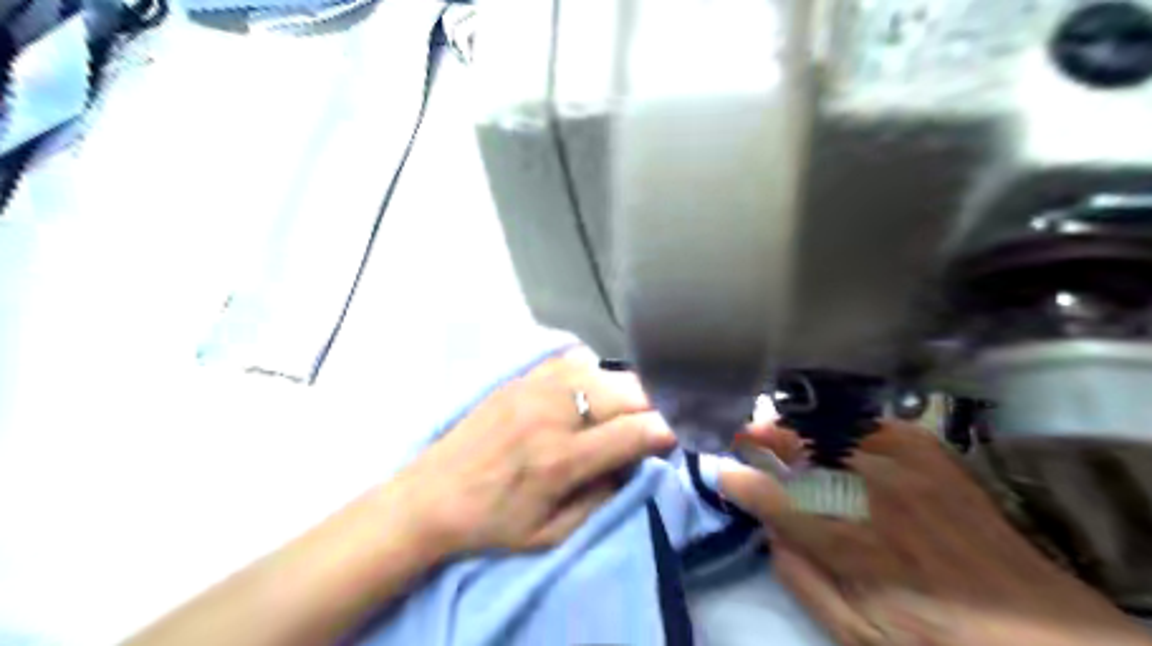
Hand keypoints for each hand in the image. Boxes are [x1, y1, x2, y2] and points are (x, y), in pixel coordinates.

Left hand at [389, 351, 676, 558]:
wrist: (431, 494)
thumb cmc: (493, 522)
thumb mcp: (551, 533)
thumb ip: (603, 497)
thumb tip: (636, 461)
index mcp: (561, 459)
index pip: (634, 432)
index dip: (667, 429)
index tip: (681, 431)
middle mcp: (553, 413)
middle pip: (627, 391)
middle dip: (654, 403)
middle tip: (657, 417)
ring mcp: (535, 387)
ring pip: (603, 369)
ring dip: (625, 387)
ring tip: (626, 405)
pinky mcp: (521, 378)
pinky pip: (572, 361)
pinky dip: (593, 373)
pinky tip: (591, 389)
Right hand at [717, 420, 1146, 645]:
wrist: (1040, 638)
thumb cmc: (936, 643)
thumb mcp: (856, 636)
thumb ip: (803, 582)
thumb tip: (770, 536)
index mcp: (848, 543)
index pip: (772, 497)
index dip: (737, 481)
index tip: (719, 473)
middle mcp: (870, 494)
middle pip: (800, 447)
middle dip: (761, 437)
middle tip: (741, 435)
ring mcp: (905, 468)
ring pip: (834, 427)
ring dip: (797, 424)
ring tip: (778, 424)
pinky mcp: (934, 458)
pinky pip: (878, 423)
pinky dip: (848, 423)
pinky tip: (837, 428)